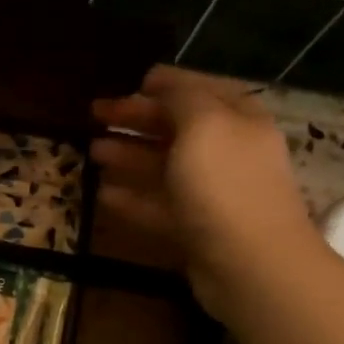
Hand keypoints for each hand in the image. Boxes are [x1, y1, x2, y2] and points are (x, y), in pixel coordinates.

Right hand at [90, 66, 320, 322]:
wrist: (251, 265)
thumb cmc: (225, 185)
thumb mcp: (203, 124)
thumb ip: (180, 96)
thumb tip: (159, 79)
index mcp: (237, 120)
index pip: (199, 90)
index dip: (166, 84)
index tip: (131, 81)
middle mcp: (227, 152)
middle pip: (176, 128)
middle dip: (137, 119)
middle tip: (95, 114)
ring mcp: (212, 194)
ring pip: (164, 167)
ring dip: (128, 156)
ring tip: (92, 152)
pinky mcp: (196, 229)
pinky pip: (159, 207)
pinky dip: (132, 198)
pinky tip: (102, 194)